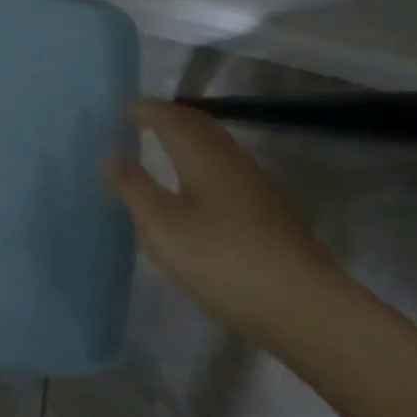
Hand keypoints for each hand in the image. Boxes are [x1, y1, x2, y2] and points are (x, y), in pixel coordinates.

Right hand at [108, 99, 342, 344]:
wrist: (305, 309)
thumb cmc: (222, 260)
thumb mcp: (161, 226)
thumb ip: (133, 185)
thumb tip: (112, 149)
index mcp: (203, 155)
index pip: (170, 117)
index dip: (145, 109)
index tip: (122, 108)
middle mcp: (232, 160)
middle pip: (198, 124)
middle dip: (168, 116)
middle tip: (141, 119)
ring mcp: (257, 185)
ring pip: (216, 146)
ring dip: (188, 138)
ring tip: (164, 148)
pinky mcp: (270, 212)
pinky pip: (227, 168)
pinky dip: (203, 162)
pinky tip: (198, 188)